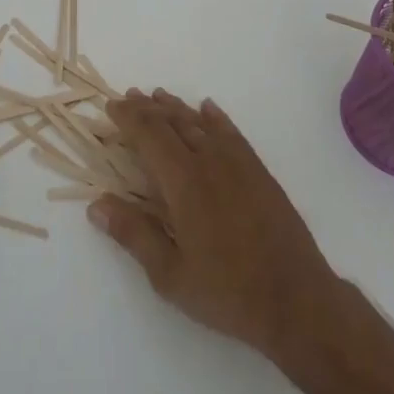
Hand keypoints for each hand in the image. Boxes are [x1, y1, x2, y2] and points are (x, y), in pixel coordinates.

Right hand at [93, 89, 345, 361]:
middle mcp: (209, 161)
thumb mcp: (170, 275)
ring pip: (200, 123)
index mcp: (184, 182)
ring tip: (158, 96)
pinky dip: (215, 117)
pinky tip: (207, 109)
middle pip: (173, 123)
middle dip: (148, 108)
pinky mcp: (258, 170)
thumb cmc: (227, 291)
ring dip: (177, 107)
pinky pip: (232, 132)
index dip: (129, 118)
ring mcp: (238, 163)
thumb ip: (134, 234)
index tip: (111, 107)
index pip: (150, 136)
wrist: (296, 297)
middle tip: (129, 96)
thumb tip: (96, 203)